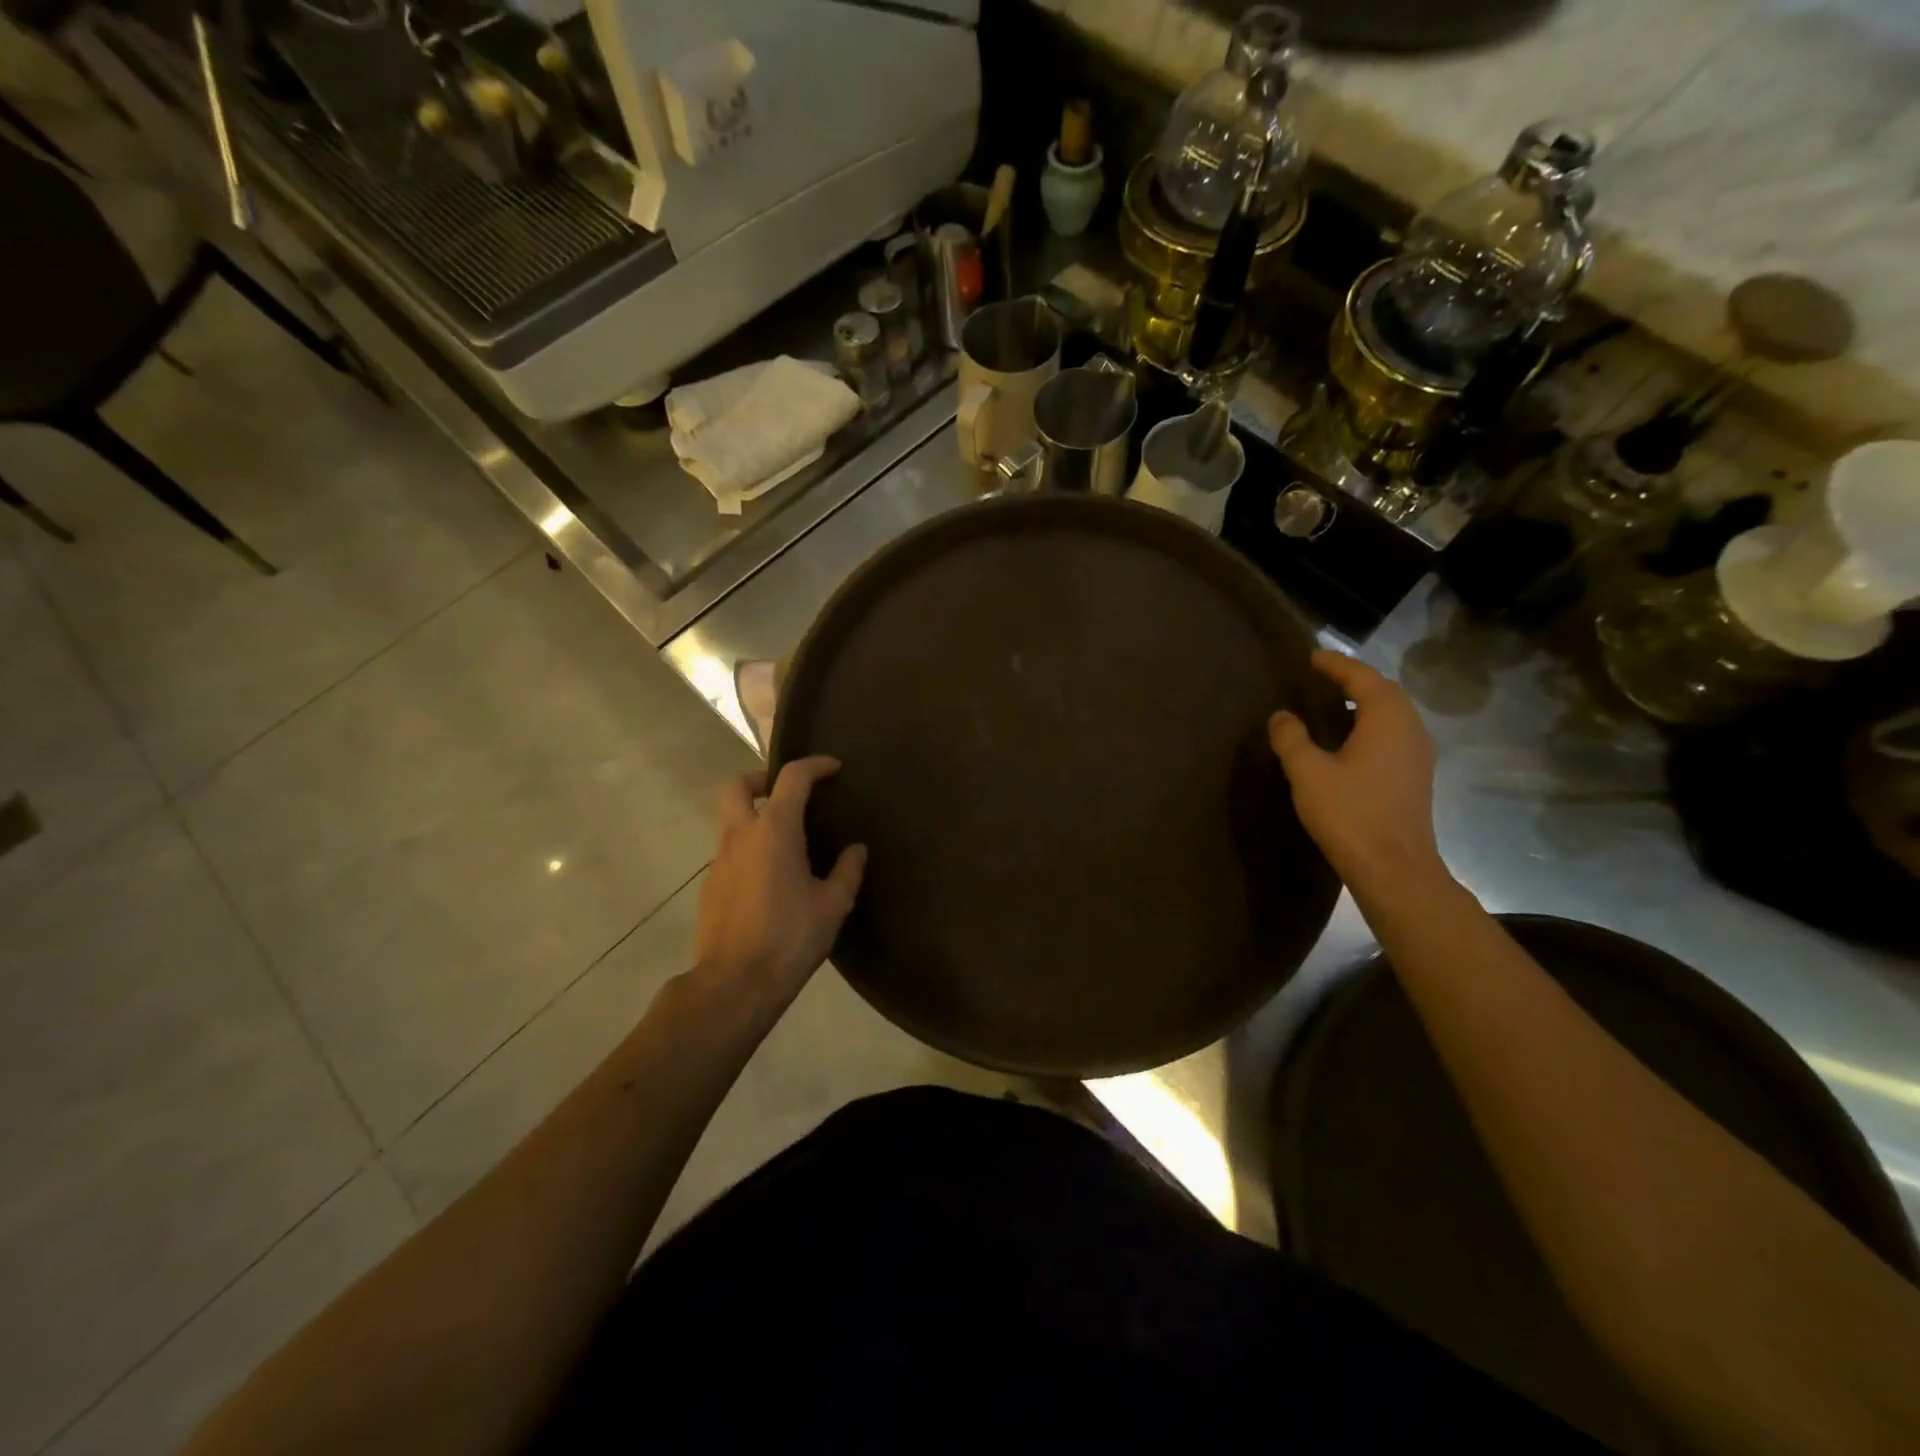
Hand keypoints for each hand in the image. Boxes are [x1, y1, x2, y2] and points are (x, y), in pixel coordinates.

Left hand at [693, 756, 866, 1006]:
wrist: (735, 983)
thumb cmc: (790, 937)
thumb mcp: (833, 905)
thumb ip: (847, 871)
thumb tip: (856, 849)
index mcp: (775, 831)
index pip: (792, 778)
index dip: (814, 765)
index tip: (834, 769)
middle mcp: (741, 835)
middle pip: (736, 785)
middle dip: (760, 779)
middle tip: (787, 794)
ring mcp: (719, 860)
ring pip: (730, 820)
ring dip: (754, 817)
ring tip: (786, 843)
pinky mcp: (709, 885)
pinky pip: (729, 852)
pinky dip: (749, 849)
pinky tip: (770, 879)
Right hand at [1268, 650, 1445, 895]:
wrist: (1393, 867)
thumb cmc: (1350, 813)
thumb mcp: (1308, 772)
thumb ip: (1292, 738)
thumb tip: (1282, 715)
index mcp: (1387, 719)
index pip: (1363, 677)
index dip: (1336, 665)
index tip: (1312, 657)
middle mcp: (1411, 729)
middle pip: (1384, 692)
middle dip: (1354, 680)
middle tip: (1322, 677)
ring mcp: (1418, 754)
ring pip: (1392, 714)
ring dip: (1365, 703)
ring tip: (1334, 703)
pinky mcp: (1415, 776)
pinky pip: (1394, 735)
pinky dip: (1371, 725)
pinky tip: (1350, 740)